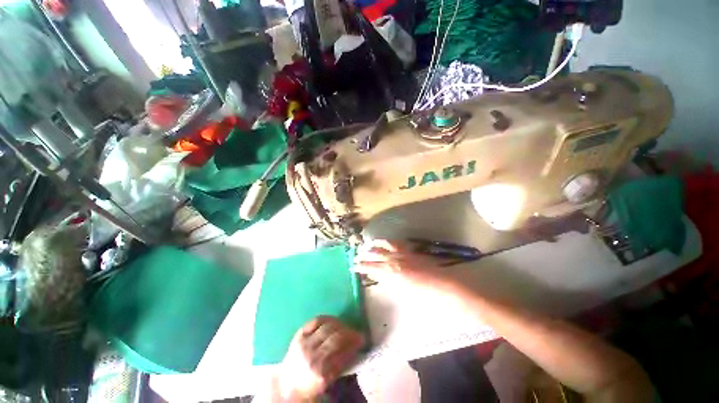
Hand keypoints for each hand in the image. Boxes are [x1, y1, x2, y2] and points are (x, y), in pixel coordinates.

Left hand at [275, 316, 363, 400]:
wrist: (287, 384)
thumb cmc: (310, 385)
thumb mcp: (328, 381)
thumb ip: (341, 365)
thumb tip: (355, 348)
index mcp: (320, 372)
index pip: (342, 353)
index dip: (354, 344)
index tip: (362, 340)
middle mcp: (312, 356)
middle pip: (335, 338)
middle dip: (350, 333)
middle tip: (357, 333)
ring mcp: (304, 343)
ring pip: (327, 327)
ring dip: (341, 324)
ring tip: (347, 327)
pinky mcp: (299, 334)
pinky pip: (316, 320)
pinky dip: (328, 318)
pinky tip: (334, 321)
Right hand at [352, 239, 453, 288]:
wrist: (442, 286)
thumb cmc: (422, 296)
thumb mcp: (400, 293)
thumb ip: (388, 283)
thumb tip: (380, 277)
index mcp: (391, 272)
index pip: (371, 267)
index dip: (361, 266)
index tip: (354, 266)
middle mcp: (394, 259)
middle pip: (375, 254)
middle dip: (364, 255)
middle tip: (357, 256)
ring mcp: (402, 252)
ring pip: (384, 245)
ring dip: (374, 245)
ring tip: (367, 246)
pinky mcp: (410, 250)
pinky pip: (396, 242)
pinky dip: (388, 242)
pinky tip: (385, 242)